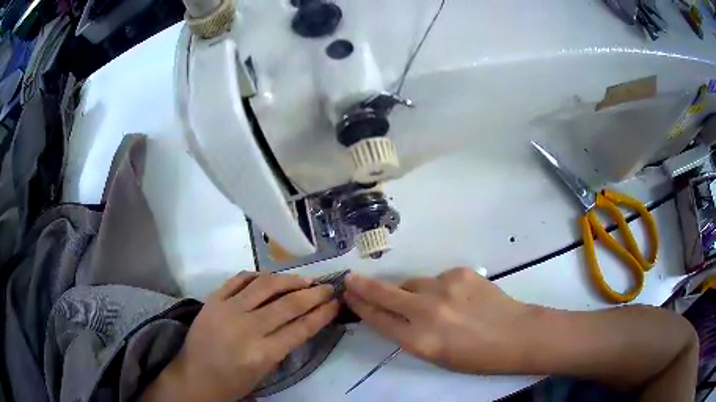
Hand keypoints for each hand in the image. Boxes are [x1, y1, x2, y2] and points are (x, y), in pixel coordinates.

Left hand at [142, 272, 338, 401]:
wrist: (194, 377)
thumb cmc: (233, 382)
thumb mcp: (264, 371)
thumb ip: (283, 345)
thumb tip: (303, 320)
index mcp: (262, 353)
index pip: (301, 328)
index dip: (322, 313)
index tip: (335, 303)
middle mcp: (246, 328)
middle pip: (288, 304)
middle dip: (313, 294)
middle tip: (327, 287)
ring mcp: (227, 310)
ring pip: (265, 285)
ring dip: (289, 280)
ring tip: (304, 279)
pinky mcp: (212, 300)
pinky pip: (238, 279)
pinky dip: (257, 275)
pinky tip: (270, 277)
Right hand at [345, 268, 529, 373]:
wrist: (516, 334)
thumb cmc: (475, 356)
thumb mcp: (436, 356)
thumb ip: (410, 334)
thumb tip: (394, 313)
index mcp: (420, 341)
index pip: (379, 319)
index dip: (361, 306)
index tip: (348, 295)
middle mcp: (427, 311)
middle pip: (386, 294)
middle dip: (364, 286)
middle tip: (351, 279)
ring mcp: (444, 287)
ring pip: (413, 283)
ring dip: (412, 292)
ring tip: (430, 304)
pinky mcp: (460, 272)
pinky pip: (437, 279)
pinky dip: (438, 288)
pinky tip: (455, 299)